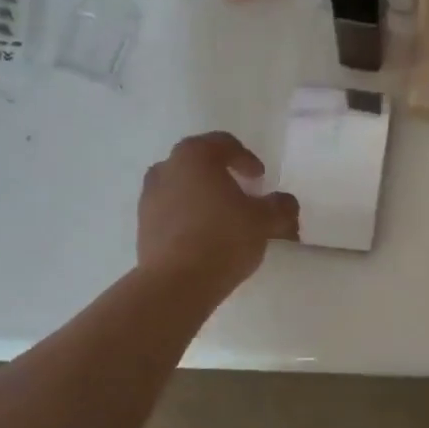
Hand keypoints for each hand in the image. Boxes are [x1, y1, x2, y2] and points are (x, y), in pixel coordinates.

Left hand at [138, 133, 297, 295]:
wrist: (176, 283)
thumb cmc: (223, 238)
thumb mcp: (265, 220)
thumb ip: (281, 206)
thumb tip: (285, 203)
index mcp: (194, 156)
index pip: (224, 144)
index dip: (246, 158)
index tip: (260, 179)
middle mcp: (166, 169)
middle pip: (199, 163)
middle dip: (222, 175)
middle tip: (242, 194)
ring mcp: (149, 198)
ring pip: (182, 187)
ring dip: (203, 197)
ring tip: (223, 218)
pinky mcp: (143, 226)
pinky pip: (171, 212)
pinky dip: (188, 217)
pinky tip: (205, 238)